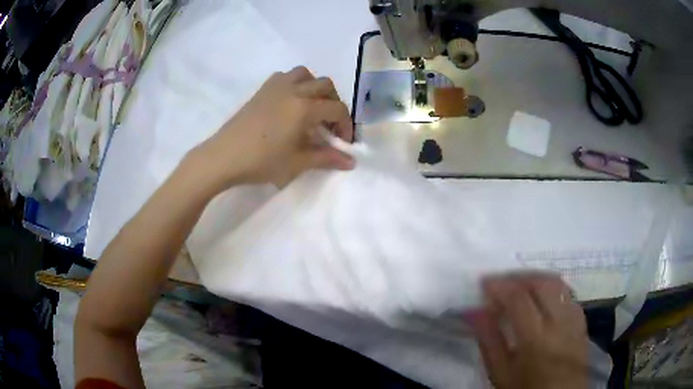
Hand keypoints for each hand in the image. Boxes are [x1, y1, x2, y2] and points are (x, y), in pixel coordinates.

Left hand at [196, 66, 354, 188]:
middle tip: (329, 125)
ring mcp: (276, 87)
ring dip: (315, 88)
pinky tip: (290, 102)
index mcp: (304, 108)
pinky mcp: (262, 90)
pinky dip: (295, 83)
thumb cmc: (261, 161)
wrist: (224, 156)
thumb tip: (351, 162)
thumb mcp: (297, 163)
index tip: (343, 143)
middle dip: (334, 103)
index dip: (346, 125)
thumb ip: (326, 158)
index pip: (337, 109)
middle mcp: (294, 90)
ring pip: (305, 74)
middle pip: (326, 86)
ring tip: (312, 108)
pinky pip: (285, 76)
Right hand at [469, 273, 588, 388]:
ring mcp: (574, 321)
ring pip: (560, 285)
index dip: (500, 285)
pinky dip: (554, 290)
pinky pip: (569, 296)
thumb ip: (489, 340)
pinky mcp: (582, 323)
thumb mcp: (500, 373)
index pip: (519, 298)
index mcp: (536, 338)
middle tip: (503, 282)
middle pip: (544, 283)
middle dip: (521, 277)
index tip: (485, 283)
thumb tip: (475, 311)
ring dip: (538, 279)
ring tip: (522, 287)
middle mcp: (559, 322)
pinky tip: (544, 300)